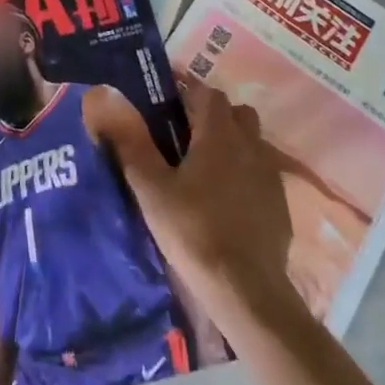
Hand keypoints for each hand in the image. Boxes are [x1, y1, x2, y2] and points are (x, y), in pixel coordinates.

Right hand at [123, 81, 294, 320]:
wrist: (246, 292)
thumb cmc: (193, 231)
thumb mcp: (151, 188)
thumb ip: (130, 141)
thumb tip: (104, 96)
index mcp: (219, 133)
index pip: (207, 92)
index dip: (187, 93)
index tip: (165, 104)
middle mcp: (250, 145)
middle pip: (236, 113)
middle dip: (213, 115)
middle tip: (185, 136)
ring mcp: (270, 175)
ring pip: (252, 142)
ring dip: (232, 143)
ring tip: (205, 167)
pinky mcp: (280, 205)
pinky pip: (261, 173)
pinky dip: (245, 174)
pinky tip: (226, 201)